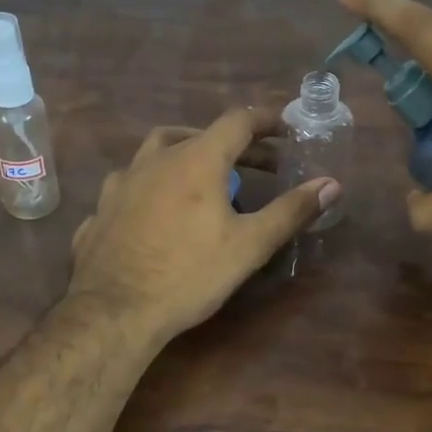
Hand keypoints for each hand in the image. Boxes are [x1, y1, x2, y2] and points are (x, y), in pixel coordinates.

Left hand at [69, 107, 339, 343]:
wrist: (113, 311)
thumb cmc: (188, 275)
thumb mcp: (249, 245)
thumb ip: (290, 211)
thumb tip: (331, 183)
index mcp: (195, 160)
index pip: (236, 121)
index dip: (265, 120)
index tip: (285, 129)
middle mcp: (154, 160)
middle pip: (197, 135)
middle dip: (232, 145)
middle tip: (257, 164)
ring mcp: (120, 184)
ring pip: (156, 153)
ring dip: (185, 157)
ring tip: (203, 180)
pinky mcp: (100, 211)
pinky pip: (131, 187)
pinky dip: (152, 188)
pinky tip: (156, 212)